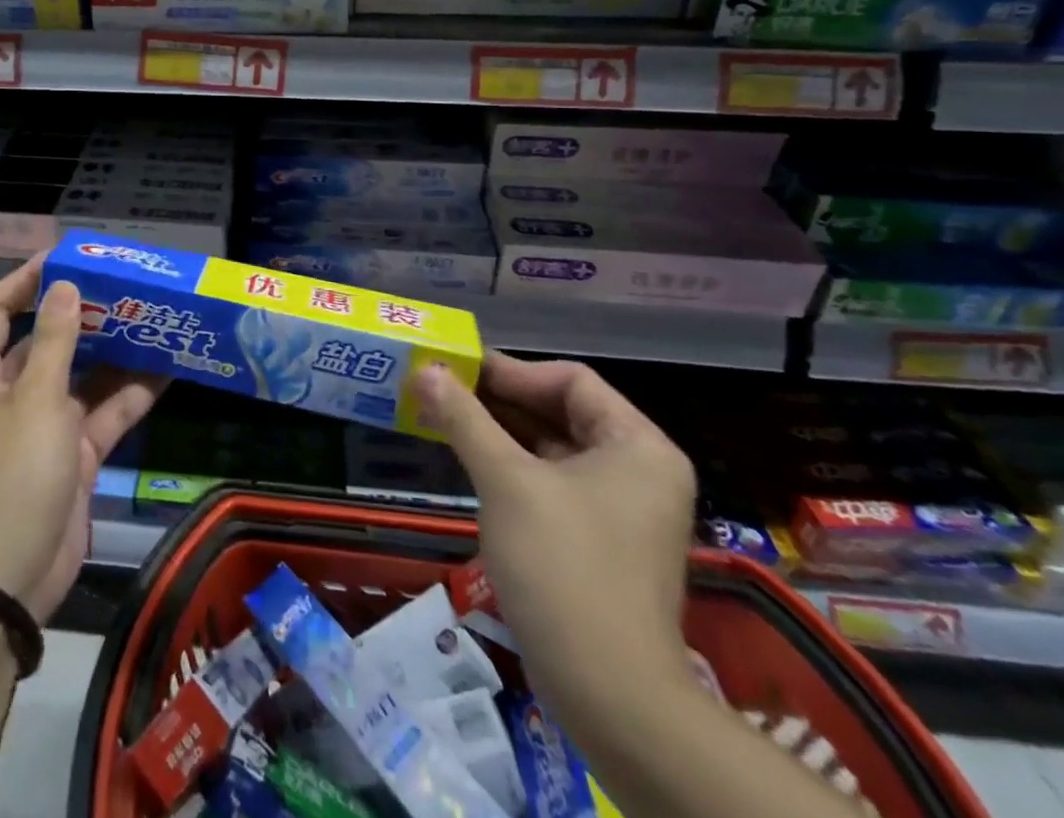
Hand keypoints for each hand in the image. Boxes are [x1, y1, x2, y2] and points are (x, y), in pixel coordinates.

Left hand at [0, 256, 166, 623]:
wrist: (10, 578)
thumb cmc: (13, 474)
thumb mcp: (37, 400)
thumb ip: (56, 341)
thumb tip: (63, 285)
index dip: (25, 280)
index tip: (65, 258)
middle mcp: (11, 394)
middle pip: (46, 341)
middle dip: (84, 315)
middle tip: (125, 288)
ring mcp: (44, 426)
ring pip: (83, 377)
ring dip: (114, 354)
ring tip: (153, 320)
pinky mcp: (73, 455)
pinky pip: (103, 414)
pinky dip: (131, 396)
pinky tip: (167, 371)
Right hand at [413, 354, 697, 722]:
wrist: (610, 696)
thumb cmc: (563, 567)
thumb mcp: (506, 482)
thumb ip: (465, 419)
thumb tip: (425, 370)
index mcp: (637, 445)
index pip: (571, 380)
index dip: (511, 370)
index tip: (457, 368)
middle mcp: (638, 470)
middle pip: (561, 412)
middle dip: (498, 400)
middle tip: (441, 388)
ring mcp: (621, 509)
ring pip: (552, 449)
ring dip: (499, 432)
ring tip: (443, 418)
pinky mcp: (600, 542)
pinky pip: (551, 483)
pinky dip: (511, 468)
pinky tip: (468, 462)